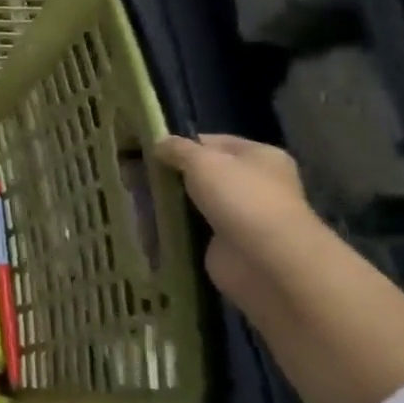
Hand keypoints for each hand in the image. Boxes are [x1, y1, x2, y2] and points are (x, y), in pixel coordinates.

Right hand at [153, 134, 315, 319]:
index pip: (213, 142)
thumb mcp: (202, 161)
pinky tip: (150, 223)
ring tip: (137, 199)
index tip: (148, 151)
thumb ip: (178, 149)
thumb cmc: (240, 199)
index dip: (181, 144)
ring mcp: (243, 215)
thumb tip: (159, 143)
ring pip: (198, 201)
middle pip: (205, 172)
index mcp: (260, 156)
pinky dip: (176, 227)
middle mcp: (256, 183)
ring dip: (172, 202)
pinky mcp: (228, 243)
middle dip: (173, 175)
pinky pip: (195, 228)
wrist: (266, 260)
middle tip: (137, 175)